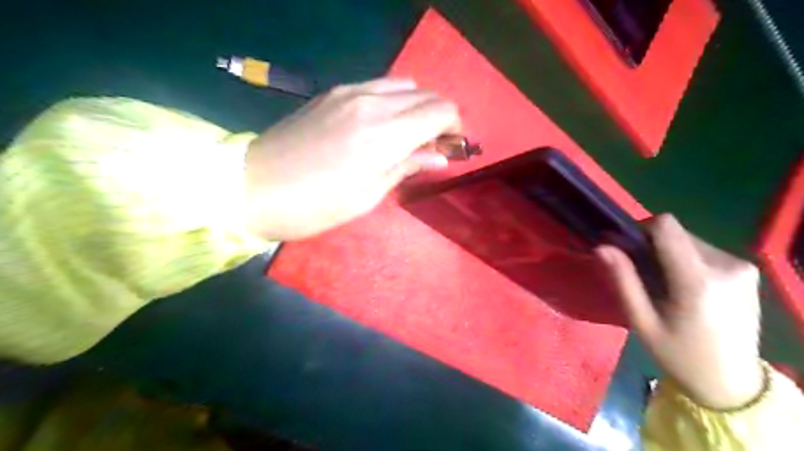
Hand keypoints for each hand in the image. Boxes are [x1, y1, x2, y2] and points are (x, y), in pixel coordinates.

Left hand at [243, 77, 457, 238]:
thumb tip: (439, 156)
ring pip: (405, 85)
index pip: (440, 111)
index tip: (452, 148)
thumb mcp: (367, 197)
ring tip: (410, 135)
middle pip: (426, 94)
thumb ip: (406, 167)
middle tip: (433, 146)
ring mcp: (350, 92)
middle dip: (440, 117)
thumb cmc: (313, 206)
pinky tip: (384, 125)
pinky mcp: (334, 92)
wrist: (251, 187)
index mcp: (384, 135)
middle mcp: (372, 103)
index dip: (455, 127)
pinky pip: (379, 86)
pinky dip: (395, 101)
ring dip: (417, 107)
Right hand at [595, 213, 765, 408]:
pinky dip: (687, 260)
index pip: (666, 226)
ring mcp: (742, 267)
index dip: (641, 230)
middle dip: (653, 246)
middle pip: (676, 232)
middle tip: (644, 276)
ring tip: (665, 285)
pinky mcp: (748, 270)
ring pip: (689, 239)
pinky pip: (704, 250)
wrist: (732, 382)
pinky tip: (686, 287)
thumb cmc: (679, 354)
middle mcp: (726, 265)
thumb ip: (623, 280)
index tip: (629, 250)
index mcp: (697, 280)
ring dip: (670, 253)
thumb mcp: (642, 321)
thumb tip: (602, 246)